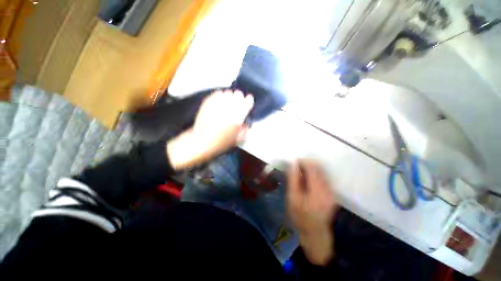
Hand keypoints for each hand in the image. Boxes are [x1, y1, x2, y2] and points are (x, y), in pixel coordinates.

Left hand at [167, 90, 253, 169]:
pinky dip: (220, 96)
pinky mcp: (208, 102)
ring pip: (228, 92)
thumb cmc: (221, 143)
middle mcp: (229, 107)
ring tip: (228, 103)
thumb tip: (247, 124)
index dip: (249, 102)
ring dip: (230, 97)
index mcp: (238, 116)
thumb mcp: (238, 139)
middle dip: (239, 99)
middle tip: (238, 104)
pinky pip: (217, 93)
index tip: (248, 103)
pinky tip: (220, 102)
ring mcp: (218, 103)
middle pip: (238, 94)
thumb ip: (245, 130)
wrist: (201, 142)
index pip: (248, 101)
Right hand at [287, 160, 338, 264]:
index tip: (293, 162)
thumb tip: (293, 163)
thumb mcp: (292, 197)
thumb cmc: (300, 216)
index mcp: (318, 190)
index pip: (312, 167)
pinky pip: (322, 177)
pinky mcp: (331, 192)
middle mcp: (327, 188)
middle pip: (318, 168)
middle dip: (305, 164)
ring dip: (309, 169)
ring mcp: (331, 190)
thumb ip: (293, 179)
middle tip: (295, 168)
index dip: (302, 161)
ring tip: (299, 174)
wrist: (314, 233)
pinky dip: (313, 175)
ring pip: (320, 172)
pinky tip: (306, 180)